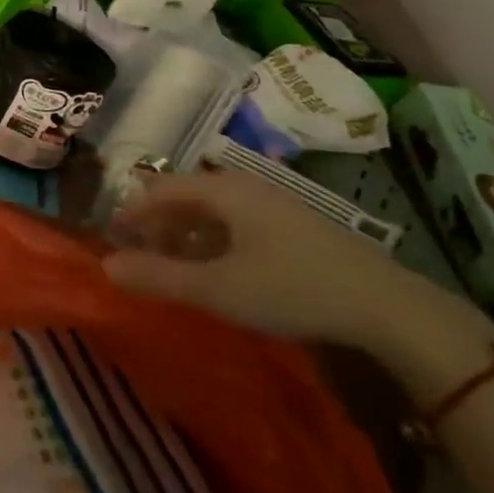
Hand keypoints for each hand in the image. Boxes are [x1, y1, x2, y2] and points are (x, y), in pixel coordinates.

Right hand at [103, 166, 464, 350]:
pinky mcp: (293, 225)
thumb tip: (106, 266)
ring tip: (173, 265)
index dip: (131, 211)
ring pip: (212, 210)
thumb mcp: (218, 288)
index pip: (159, 189)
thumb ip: (159, 277)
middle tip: (139, 255)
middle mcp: (243, 186)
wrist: (387, 306)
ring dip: (185, 234)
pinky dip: (213, 240)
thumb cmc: (292, 288)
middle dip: (157, 223)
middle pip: (185, 195)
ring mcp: (272, 203)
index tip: (110, 236)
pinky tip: (218, 269)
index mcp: (221, 190)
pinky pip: (236, 222)